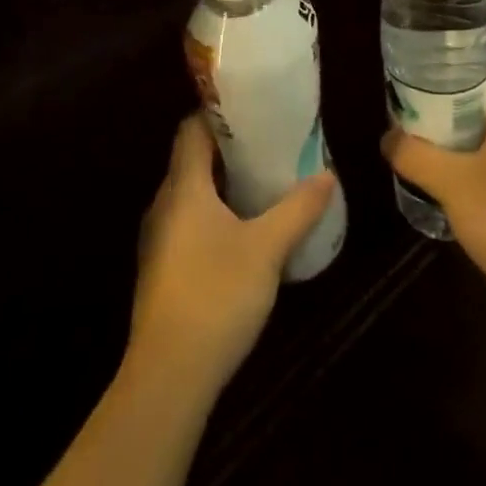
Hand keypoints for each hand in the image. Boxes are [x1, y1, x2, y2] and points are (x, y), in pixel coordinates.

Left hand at [129, 114, 337, 395]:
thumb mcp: (267, 249)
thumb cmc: (216, 295)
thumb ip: (298, 209)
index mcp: (183, 187)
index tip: (254, 110)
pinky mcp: (162, 268)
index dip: (219, 114)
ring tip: (263, 182)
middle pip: (192, 159)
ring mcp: (159, 238)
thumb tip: (327, 175)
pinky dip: (214, 213)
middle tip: (270, 145)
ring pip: (191, 193)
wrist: (168, 375)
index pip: (191, 129)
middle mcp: (164, 203)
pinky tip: (243, 231)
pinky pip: (188, 221)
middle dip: (229, 149)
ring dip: (223, 184)